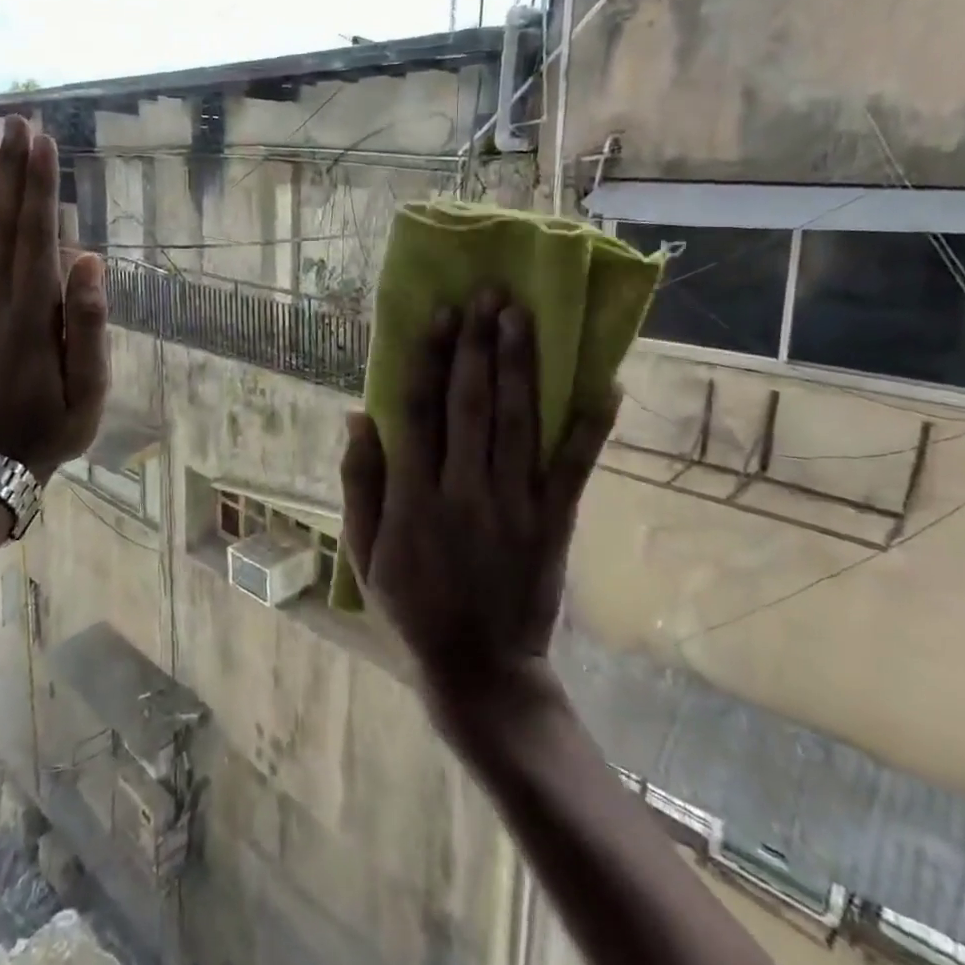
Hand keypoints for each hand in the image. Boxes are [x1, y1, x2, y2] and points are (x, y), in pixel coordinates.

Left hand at [0, 115, 108, 481]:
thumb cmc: (51, 429)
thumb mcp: (90, 391)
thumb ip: (88, 325)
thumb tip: (89, 261)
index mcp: (31, 316)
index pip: (36, 237)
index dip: (39, 187)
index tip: (42, 142)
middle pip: (0, 225)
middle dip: (9, 171)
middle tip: (14, 123)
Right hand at [340, 291, 616, 709]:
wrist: (480, 669)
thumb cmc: (411, 606)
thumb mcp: (364, 552)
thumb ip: (360, 483)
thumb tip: (358, 416)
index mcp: (414, 498)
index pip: (420, 413)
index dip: (429, 359)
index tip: (440, 314)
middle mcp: (464, 491)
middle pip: (471, 404)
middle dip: (478, 345)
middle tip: (488, 295)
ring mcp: (514, 506)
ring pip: (516, 423)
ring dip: (519, 365)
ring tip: (521, 316)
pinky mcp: (553, 523)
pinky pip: (572, 467)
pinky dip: (590, 426)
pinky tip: (605, 386)